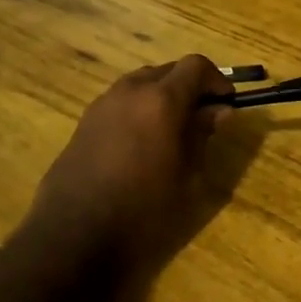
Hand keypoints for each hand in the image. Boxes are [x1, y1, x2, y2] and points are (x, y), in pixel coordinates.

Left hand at [22, 55, 234, 292]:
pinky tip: (142, 143)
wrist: (74, 235)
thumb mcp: (186, 176)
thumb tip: (218, 111)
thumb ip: (202, 135)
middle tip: (202, 118)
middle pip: (168, 71)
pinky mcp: (85, 121)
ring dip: (162, 96)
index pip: (196, 66)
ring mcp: (103, 103)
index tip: (226, 103)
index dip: (216, 80)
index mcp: (161, 100)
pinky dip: (139, 108)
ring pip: (142, 83)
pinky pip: (121, 101)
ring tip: (172, 131)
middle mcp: (131, 90)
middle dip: (190, 87)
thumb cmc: (143, 210)